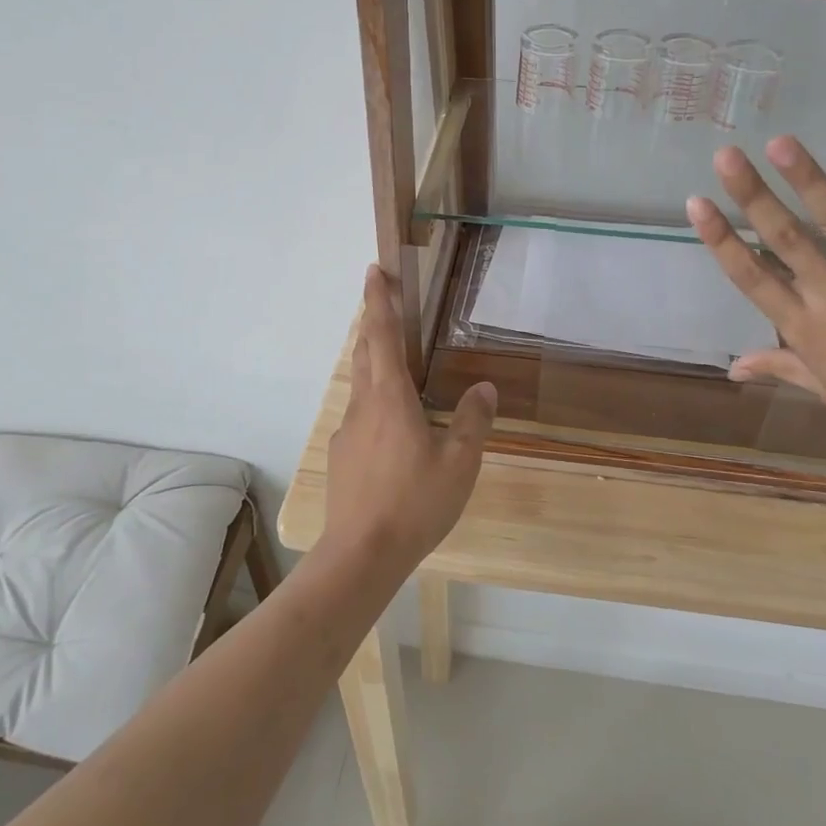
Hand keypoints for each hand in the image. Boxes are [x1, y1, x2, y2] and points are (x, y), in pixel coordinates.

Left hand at [323, 266, 496, 568]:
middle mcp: (363, 406)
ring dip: (372, 362)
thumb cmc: (415, 502)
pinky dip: (374, 403)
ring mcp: (347, 432)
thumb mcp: (459, 463)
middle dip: (371, 322)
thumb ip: (473, 421)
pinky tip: (392, 429)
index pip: (380, 336)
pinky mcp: (342, 456)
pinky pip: (359, 416)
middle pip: (363, 353)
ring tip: (395, 365)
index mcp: (390, 398)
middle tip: (383, 303)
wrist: (362, 554)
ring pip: (360, 385)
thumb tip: (484, 388)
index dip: (377, 301)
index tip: (372, 271)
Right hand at [686, 135, 825, 473]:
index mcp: (805, 329)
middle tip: (727, 156)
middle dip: (753, 195)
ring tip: (782, 142)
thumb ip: (780, 365)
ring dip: (808, 178)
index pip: (752, 277)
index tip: (697, 204)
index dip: (721, 239)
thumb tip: (732, 369)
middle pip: (786, 238)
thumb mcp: (825, 390)